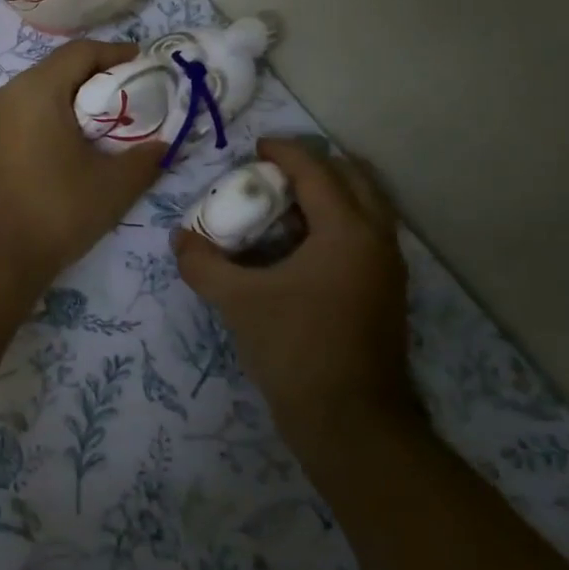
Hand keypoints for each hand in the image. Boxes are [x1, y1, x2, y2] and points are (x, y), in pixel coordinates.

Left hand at [0, 40, 164, 289]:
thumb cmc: (52, 212)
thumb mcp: (111, 188)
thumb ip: (144, 159)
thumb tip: (162, 146)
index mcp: (35, 90)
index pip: (80, 52)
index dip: (116, 53)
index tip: (144, 64)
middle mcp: (2, 95)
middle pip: (55, 72)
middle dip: (93, 82)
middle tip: (126, 102)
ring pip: (33, 97)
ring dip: (67, 105)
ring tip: (97, 130)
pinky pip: (16, 120)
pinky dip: (43, 124)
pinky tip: (62, 153)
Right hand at [172, 137, 416, 451]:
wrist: (351, 423)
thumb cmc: (296, 349)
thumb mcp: (239, 302)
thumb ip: (204, 264)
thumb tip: (180, 239)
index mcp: (347, 231)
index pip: (316, 171)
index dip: (284, 151)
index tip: (255, 146)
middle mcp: (377, 240)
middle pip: (354, 179)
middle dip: (315, 167)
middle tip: (274, 173)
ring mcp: (388, 269)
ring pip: (366, 208)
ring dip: (330, 195)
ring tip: (285, 206)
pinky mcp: (386, 294)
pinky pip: (365, 237)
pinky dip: (337, 225)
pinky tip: (300, 248)